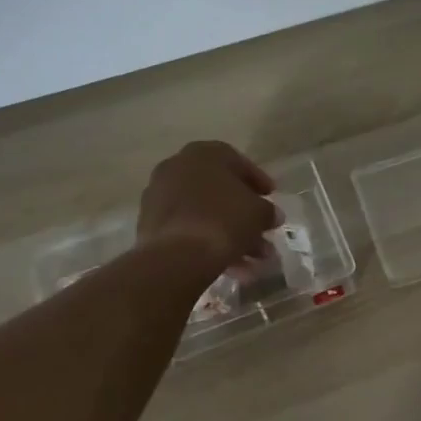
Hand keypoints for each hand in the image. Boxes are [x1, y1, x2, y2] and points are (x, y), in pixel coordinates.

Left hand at [137, 141, 278, 275]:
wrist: (177, 255)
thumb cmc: (224, 220)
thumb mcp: (259, 212)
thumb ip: (267, 210)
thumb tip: (270, 215)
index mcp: (203, 154)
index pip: (236, 161)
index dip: (257, 180)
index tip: (270, 196)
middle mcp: (177, 168)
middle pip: (219, 190)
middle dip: (244, 214)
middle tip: (263, 230)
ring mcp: (159, 196)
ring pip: (204, 213)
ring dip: (231, 234)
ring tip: (254, 261)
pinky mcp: (150, 225)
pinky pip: (188, 229)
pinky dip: (209, 243)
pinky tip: (231, 266)